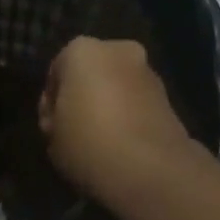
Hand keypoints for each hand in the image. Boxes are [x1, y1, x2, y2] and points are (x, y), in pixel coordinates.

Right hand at [38, 37, 195, 200]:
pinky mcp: (169, 97)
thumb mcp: (52, 137)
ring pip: (118, 87)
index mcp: (82, 50)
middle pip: (92, 73)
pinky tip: (123, 146)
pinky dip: (129, 117)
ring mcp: (149, 72)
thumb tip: (65, 119)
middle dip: (83, 97)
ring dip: (109, 106)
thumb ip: (55, 119)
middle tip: (75, 132)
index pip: (56, 71)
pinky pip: (138, 104)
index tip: (51, 128)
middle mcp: (119, 50)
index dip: (50, 102)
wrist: (150, 169)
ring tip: (101, 142)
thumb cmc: (88, 145)